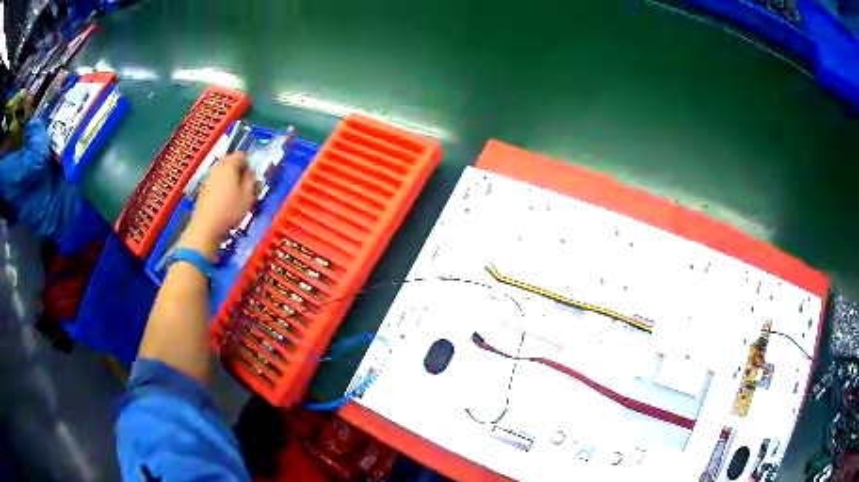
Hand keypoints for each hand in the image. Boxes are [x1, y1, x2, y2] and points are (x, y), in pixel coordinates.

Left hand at [182, 152, 255, 258]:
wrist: (206, 226)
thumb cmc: (229, 210)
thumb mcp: (247, 197)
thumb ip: (251, 181)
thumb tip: (251, 172)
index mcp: (229, 165)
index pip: (241, 154)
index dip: (249, 162)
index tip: (252, 173)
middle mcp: (217, 167)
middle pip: (229, 159)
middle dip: (238, 167)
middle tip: (244, 180)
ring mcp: (208, 177)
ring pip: (221, 170)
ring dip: (229, 175)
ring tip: (235, 189)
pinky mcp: (203, 188)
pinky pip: (215, 179)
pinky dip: (221, 183)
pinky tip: (225, 197)